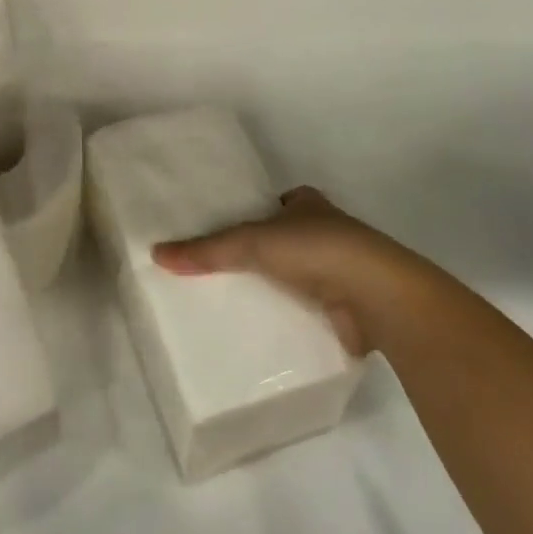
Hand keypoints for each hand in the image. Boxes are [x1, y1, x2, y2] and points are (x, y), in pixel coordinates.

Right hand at [152, 185, 453, 354]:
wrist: (376, 295)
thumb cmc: (317, 249)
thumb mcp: (251, 242)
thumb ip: (207, 249)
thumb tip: (157, 253)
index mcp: (310, 206)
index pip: (279, 203)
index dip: (258, 212)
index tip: (230, 229)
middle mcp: (329, 233)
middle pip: (288, 240)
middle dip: (264, 254)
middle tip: (224, 271)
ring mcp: (342, 271)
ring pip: (300, 276)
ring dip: (279, 287)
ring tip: (237, 303)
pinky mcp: (348, 307)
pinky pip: (310, 309)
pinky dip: (292, 317)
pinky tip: (266, 330)